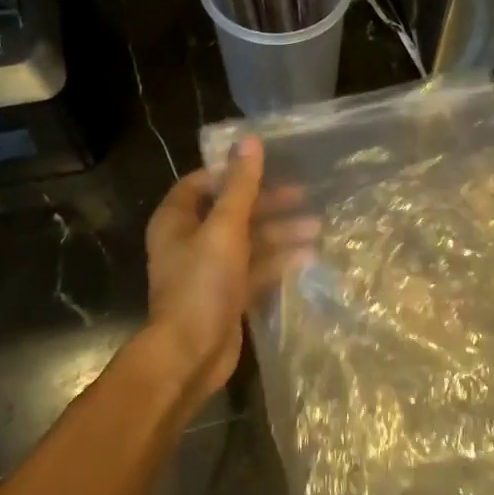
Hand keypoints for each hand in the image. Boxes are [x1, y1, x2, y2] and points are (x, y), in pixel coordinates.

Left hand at [142, 139, 319, 415]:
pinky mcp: (228, 295)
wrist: (191, 355)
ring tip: (317, 227)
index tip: (266, 167)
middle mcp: (190, 241)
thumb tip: (249, 140)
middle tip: (304, 195)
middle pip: (231, 212)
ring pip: (249, 241)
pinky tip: (308, 256)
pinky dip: (278, 261)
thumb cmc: (202, 284)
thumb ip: (240, 186)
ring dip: (280, 233)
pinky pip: (256, 269)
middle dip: (268, 204)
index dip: (232, 174)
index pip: (201, 184)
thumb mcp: (224, 228)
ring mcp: (209, 270)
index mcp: (177, 221)